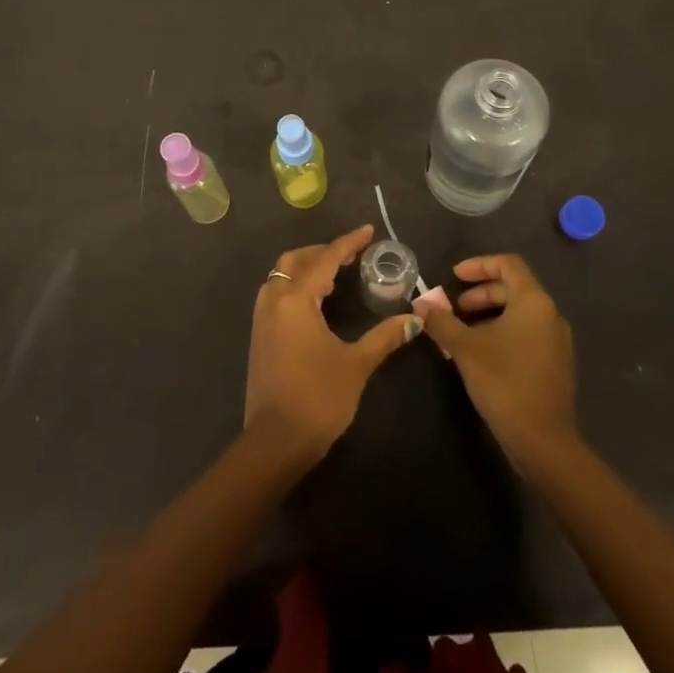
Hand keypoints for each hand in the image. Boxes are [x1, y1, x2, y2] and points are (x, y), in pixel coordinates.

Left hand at [244, 224, 422, 466]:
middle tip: (350, 257)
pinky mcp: (259, 336)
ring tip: (335, 277)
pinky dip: (296, 287)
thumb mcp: (356, 364)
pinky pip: (276, 295)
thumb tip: (414, 320)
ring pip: (281, 277)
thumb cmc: (319, 397)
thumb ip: (384, 337)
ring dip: (306, 269)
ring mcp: (261, 319)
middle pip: (295, 261)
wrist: (276, 441)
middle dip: (322, 253)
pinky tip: (316, 303)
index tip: (368, 231)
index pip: (325, 260)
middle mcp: (274, 301)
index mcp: (296, 300)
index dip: (348, 243)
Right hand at [414, 253, 576, 465]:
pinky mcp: (555, 363)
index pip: (508, 264)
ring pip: (519, 312)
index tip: (454, 276)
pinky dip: (502, 331)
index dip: (478, 264)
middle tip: (453, 308)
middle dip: (480, 293)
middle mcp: (550, 314)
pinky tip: (481, 352)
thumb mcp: (465, 348)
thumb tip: (420, 305)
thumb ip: (441, 321)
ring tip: (462, 330)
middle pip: (513, 288)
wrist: (543, 440)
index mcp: (533, 302)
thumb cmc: (504, 381)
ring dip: (489, 313)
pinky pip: (527, 333)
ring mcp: (557, 341)